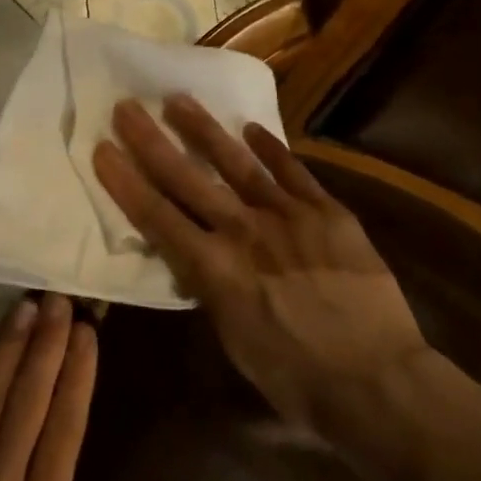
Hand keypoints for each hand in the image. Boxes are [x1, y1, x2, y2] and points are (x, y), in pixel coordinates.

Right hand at [93, 94, 427, 429]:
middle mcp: (244, 232)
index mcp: (214, 269)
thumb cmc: (296, 378)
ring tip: (179, 100)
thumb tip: (197, 263)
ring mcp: (289, 216)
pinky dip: (272, 149)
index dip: (126, 182)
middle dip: (152, 142)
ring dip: (205, 130)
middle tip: (128, 107)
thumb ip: (210, 292)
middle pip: (188, 179)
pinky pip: (295, 172)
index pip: (157, 217)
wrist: (376, 380)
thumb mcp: (233, 342)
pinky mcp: (328, 212)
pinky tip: (253, 129)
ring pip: (238, 163)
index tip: (103, 150)